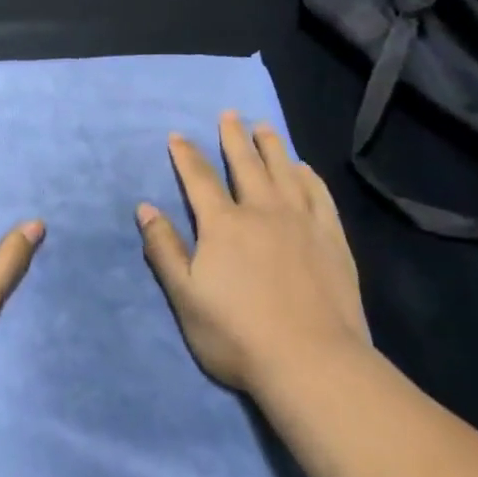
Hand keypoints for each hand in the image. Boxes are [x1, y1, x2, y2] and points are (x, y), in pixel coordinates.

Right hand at [138, 112, 370, 392]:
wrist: (312, 362)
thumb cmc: (237, 334)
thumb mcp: (185, 296)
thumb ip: (164, 249)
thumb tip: (145, 208)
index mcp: (223, 225)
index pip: (199, 179)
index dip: (186, 155)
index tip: (177, 135)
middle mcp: (262, 212)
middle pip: (245, 165)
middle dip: (234, 137)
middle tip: (230, 114)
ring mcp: (302, 223)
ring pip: (284, 172)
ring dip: (272, 147)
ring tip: (264, 126)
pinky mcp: (332, 240)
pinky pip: (319, 196)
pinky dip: (309, 177)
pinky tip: (304, 168)